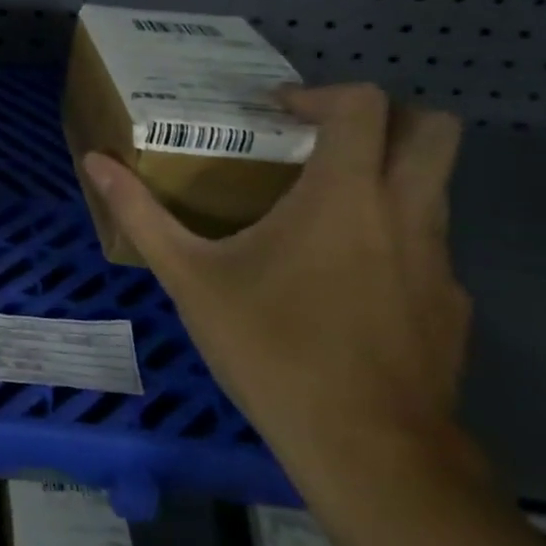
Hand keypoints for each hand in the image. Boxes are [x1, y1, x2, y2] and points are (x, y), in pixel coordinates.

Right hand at [82, 85, 468, 482]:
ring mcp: (439, 262)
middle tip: (322, 139)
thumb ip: (141, 213)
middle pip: (434, 130)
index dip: (319, 93)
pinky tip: (342, 284)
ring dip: (384, 178)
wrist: (369, 453)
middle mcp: (405, 214)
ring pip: (434, 188)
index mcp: (344, 195)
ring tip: (319, 210)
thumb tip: (94, 162)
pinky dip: (391, 240)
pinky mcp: (451, 307)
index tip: (277, 114)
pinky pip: (427, 248)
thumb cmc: (273, 348)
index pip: (364, 105)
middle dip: (386, 117)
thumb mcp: (190, 278)